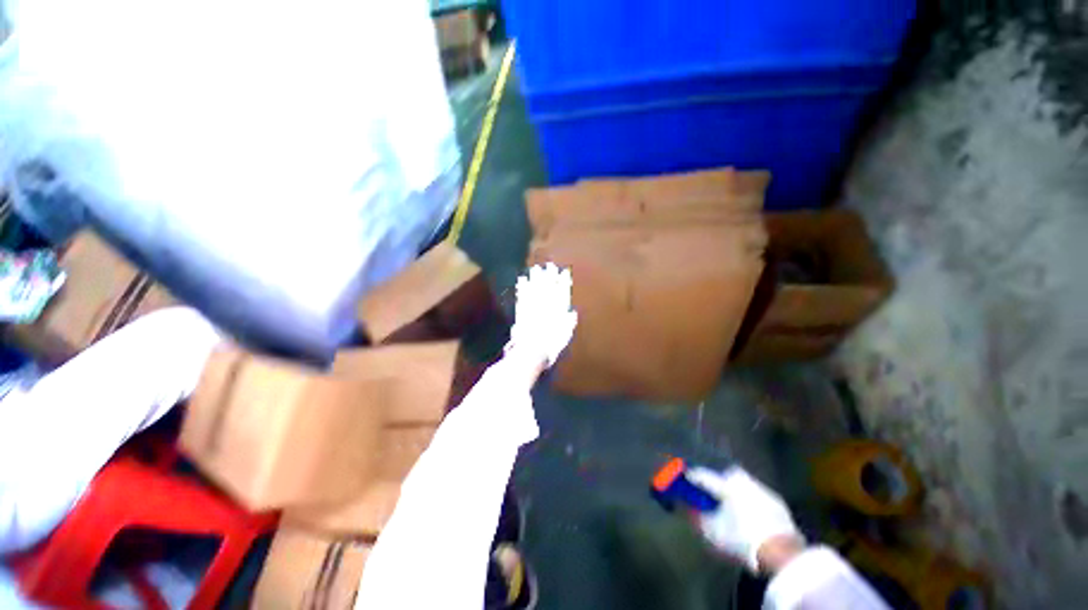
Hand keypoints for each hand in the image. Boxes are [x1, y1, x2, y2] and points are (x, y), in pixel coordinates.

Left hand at [507, 263, 577, 368]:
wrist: (530, 352)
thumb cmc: (550, 348)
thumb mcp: (564, 337)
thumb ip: (568, 324)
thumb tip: (572, 312)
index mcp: (557, 313)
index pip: (561, 294)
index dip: (562, 282)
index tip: (563, 272)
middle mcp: (544, 308)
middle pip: (547, 289)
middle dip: (549, 276)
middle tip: (549, 265)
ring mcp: (532, 309)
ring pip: (535, 290)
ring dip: (536, 279)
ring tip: (536, 269)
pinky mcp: (521, 313)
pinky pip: (522, 297)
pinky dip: (523, 288)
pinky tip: (522, 280)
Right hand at [685, 466, 805, 573]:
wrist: (783, 554)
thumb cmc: (742, 540)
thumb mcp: (712, 533)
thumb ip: (696, 517)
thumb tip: (686, 507)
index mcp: (726, 484)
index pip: (704, 475)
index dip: (692, 478)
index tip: (684, 480)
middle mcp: (745, 481)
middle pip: (727, 475)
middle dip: (719, 482)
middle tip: (713, 495)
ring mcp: (764, 490)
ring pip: (744, 485)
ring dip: (737, 493)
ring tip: (732, 507)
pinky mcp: (779, 504)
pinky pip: (758, 497)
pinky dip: (751, 503)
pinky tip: (750, 516)